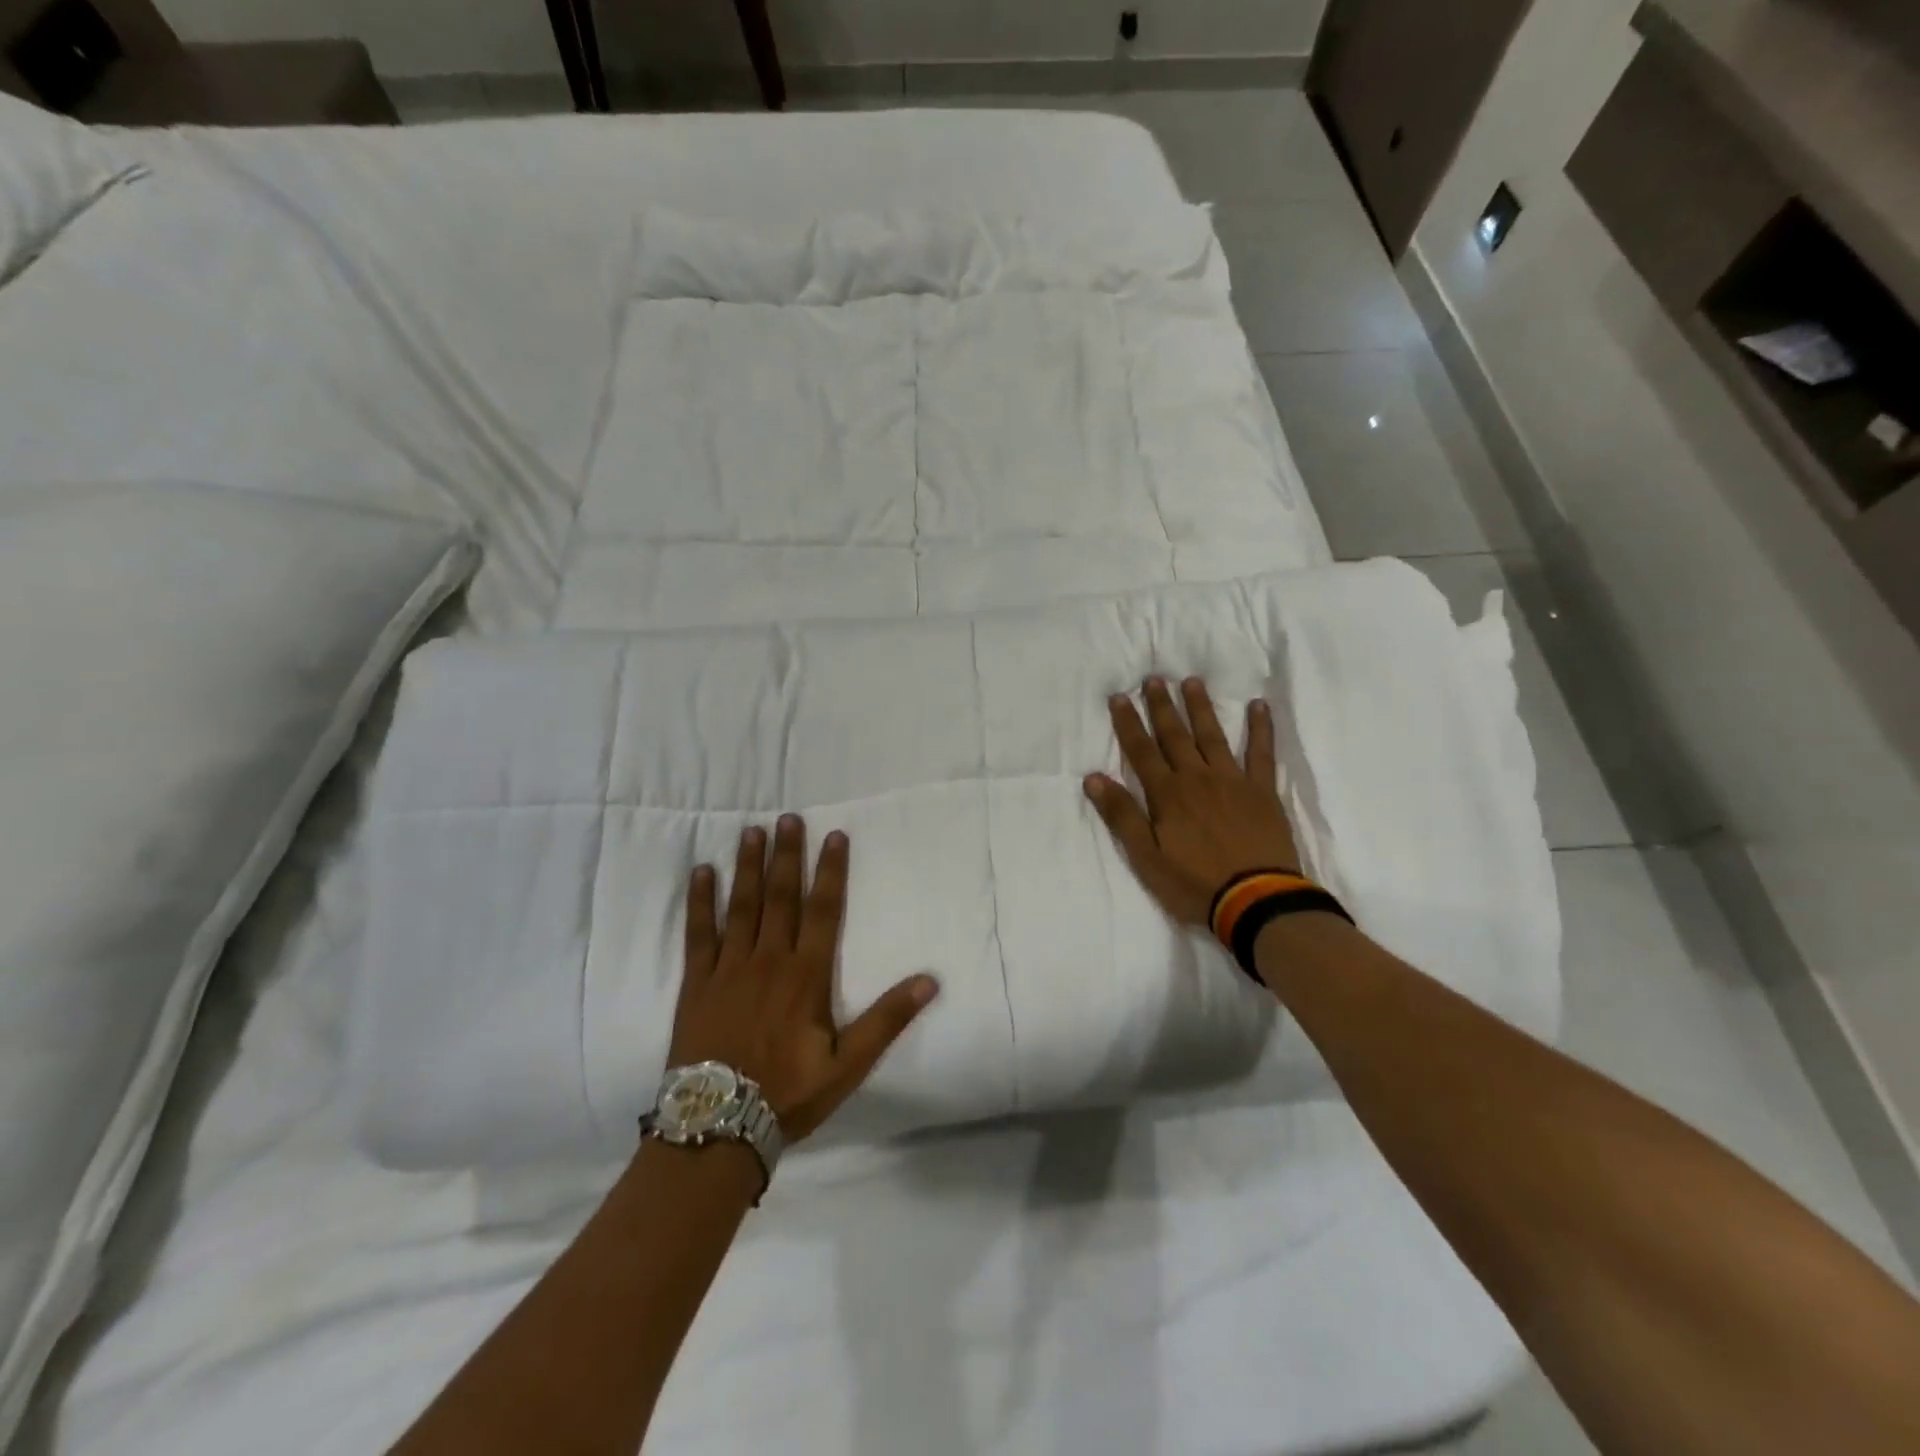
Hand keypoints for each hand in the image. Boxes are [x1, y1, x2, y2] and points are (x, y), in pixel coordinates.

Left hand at [668, 816, 939, 1142]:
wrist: (717, 1127)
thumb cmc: (788, 1094)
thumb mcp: (848, 1065)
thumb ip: (887, 1020)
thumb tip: (930, 980)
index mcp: (806, 975)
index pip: (823, 911)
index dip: (830, 871)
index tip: (834, 835)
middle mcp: (768, 960)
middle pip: (780, 897)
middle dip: (786, 855)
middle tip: (788, 817)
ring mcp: (729, 968)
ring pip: (741, 906)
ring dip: (747, 866)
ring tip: (751, 830)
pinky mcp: (697, 982)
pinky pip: (699, 933)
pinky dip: (700, 901)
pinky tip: (701, 873)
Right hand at [1082, 677, 1301, 927]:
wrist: (1255, 900)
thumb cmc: (1194, 883)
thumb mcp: (1146, 857)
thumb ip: (1122, 815)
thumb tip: (1094, 778)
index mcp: (1167, 794)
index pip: (1141, 751)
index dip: (1129, 723)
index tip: (1120, 697)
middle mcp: (1197, 778)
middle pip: (1175, 736)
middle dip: (1162, 706)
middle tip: (1154, 679)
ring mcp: (1233, 781)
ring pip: (1212, 736)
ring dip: (1200, 708)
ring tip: (1192, 682)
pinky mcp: (1262, 791)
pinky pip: (1261, 753)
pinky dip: (1260, 728)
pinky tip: (1258, 706)